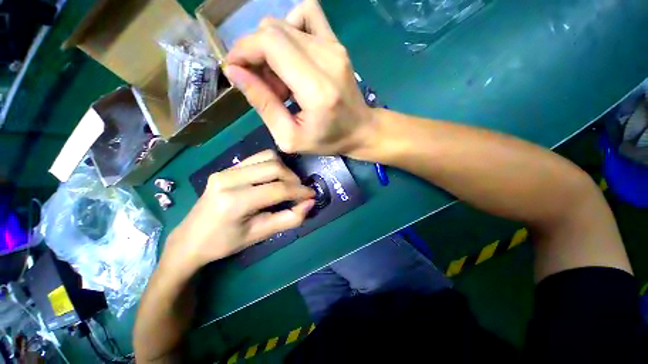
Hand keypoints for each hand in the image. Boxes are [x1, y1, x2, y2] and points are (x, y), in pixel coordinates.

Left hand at [162, 151, 314, 273]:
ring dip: (284, 170)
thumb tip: (310, 203)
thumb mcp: (260, 235)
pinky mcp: (226, 168)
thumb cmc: (225, 243)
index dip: (299, 191)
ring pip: (267, 157)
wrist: (190, 239)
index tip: (312, 195)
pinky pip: (257, 159)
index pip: (277, 189)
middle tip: (300, 192)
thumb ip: (289, 219)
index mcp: (234, 201)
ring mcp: (225, 170)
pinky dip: (272, 166)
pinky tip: (274, 179)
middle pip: (274, 167)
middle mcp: (228, 179)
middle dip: (293, 179)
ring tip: (288, 185)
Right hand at [224, 0, 374, 155]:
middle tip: (265, 85)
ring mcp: (334, 46)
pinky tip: (293, 58)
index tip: (236, 71)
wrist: (361, 130)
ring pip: (284, 23)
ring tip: (281, 78)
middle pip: (273, 30)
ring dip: (271, 48)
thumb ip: (263, 105)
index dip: (243, 51)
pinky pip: (305, 14)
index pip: (269, 44)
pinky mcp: (337, 43)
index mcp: (316, 88)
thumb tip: (235, 72)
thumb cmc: (328, 140)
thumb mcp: (290, 137)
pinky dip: (289, 32)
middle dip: (255, 54)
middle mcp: (327, 58)